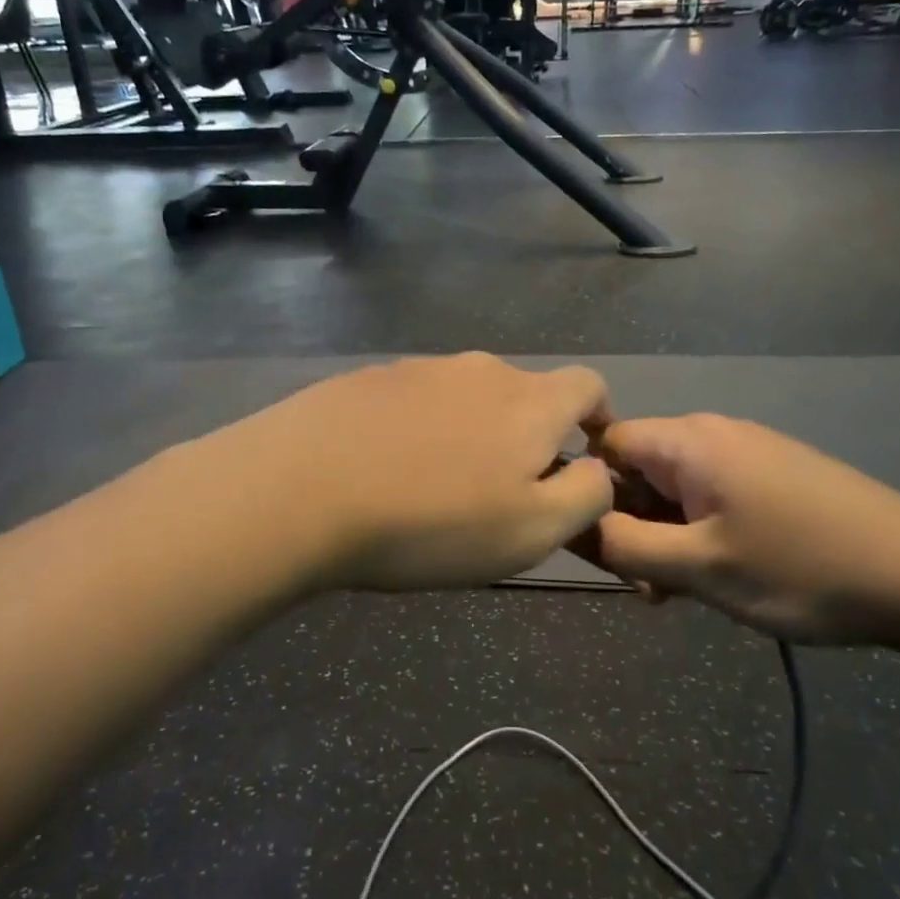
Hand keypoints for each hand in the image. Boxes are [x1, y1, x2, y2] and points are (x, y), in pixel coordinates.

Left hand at [185, 354, 616, 594]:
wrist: (301, 488)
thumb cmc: (431, 520)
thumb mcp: (530, 531)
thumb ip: (584, 496)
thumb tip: (597, 471)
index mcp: (529, 401)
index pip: (588, 385)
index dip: (597, 416)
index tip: (585, 452)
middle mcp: (480, 370)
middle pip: (524, 393)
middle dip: (528, 434)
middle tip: (502, 489)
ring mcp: (419, 368)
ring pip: (467, 396)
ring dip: (471, 432)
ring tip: (439, 485)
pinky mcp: (370, 378)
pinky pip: (415, 400)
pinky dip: (420, 428)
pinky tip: (389, 468)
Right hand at [594, 415, 899, 645]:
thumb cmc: (800, 568)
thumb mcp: (699, 567)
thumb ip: (624, 546)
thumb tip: (571, 524)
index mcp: (688, 441)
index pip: (604, 445)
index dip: (588, 492)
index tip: (600, 548)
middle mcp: (713, 434)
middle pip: (639, 468)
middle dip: (631, 525)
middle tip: (649, 586)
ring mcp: (748, 453)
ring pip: (675, 489)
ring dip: (665, 537)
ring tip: (685, 592)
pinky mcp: (774, 475)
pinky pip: (712, 496)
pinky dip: (699, 532)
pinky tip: (722, 576)